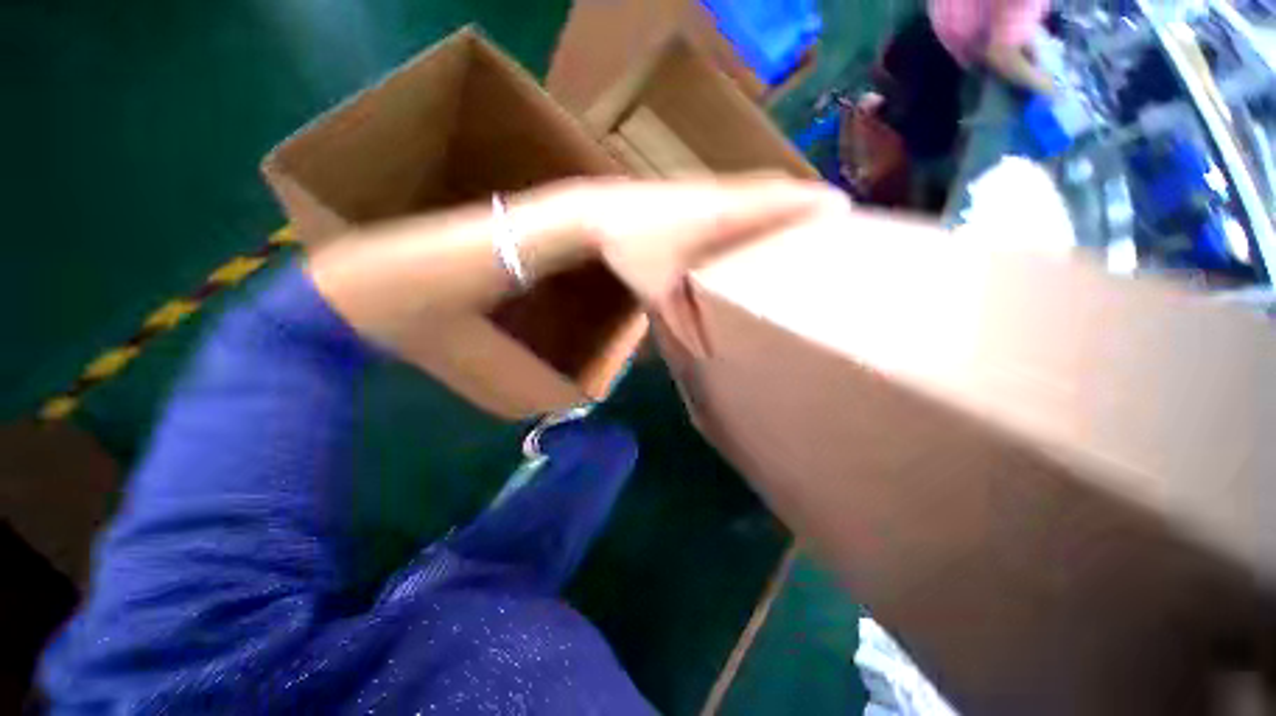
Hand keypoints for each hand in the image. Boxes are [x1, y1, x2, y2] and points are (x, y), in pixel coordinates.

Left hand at [556, 178, 849, 354]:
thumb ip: (683, 325)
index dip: (810, 202)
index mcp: (719, 217)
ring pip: (751, 186)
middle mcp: (718, 196)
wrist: (594, 216)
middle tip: (822, 216)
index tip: (841, 207)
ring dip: (775, 197)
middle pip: (771, 188)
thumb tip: (702, 354)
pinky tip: (747, 218)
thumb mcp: (658, 293)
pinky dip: (750, 199)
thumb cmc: (631, 251)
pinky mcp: (688, 188)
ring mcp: (702, 187)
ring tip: (793, 217)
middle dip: (799, 197)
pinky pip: (732, 190)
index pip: (775, 202)